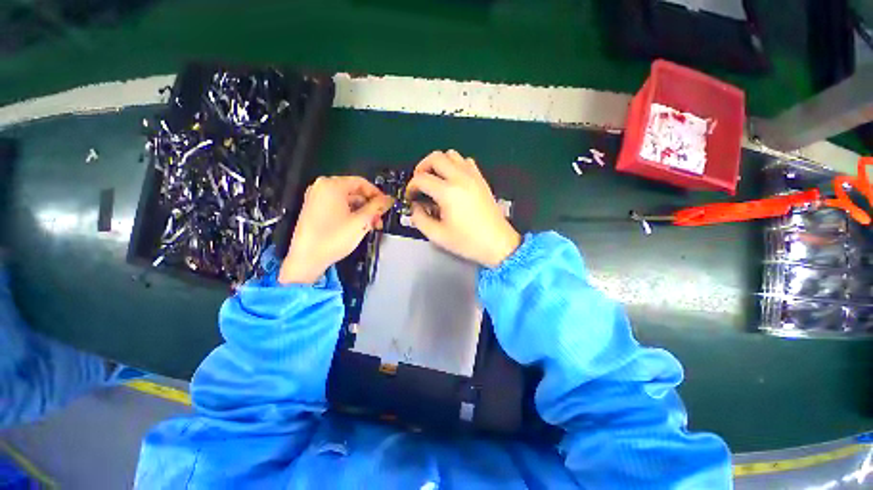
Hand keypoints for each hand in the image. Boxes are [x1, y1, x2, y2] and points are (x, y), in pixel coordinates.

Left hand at [279, 176, 392, 284]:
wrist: (307, 259)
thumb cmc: (334, 238)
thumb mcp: (361, 221)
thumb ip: (377, 207)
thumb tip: (389, 199)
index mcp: (332, 185)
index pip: (361, 183)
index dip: (377, 194)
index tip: (386, 206)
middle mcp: (321, 188)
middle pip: (354, 192)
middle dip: (370, 205)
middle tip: (380, 219)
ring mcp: (316, 199)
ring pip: (347, 201)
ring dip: (362, 211)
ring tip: (372, 226)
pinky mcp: (314, 210)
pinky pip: (338, 207)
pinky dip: (351, 214)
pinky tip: (359, 227)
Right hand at [406, 150, 519, 267]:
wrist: (497, 243)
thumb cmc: (469, 242)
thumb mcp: (437, 236)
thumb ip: (420, 219)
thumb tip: (415, 207)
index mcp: (448, 193)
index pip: (421, 179)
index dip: (411, 187)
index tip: (411, 196)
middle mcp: (461, 179)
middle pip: (435, 157)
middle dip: (422, 167)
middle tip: (419, 182)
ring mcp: (473, 177)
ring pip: (452, 155)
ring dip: (439, 164)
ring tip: (435, 179)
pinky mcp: (481, 180)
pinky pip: (466, 162)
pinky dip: (455, 165)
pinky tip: (453, 180)